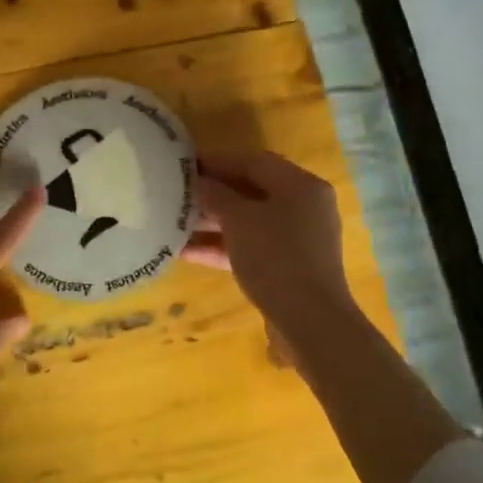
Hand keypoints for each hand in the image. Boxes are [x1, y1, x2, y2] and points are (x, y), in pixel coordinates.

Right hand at [182, 151, 356, 340]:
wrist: (309, 321)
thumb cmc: (276, 258)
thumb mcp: (240, 220)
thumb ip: (216, 195)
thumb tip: (200, 181)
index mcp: (301, 186)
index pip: (254, 162)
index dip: (217, 160)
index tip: (183, 164)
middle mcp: (304, 208)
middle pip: (252, 192)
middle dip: (213, 193)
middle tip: (176, 193)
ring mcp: (298, 241)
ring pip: (249, 223)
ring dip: (212, 223)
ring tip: (173, 222)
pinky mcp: (288, 269)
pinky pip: (250, 249)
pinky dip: (222, 248)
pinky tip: (186, 252)